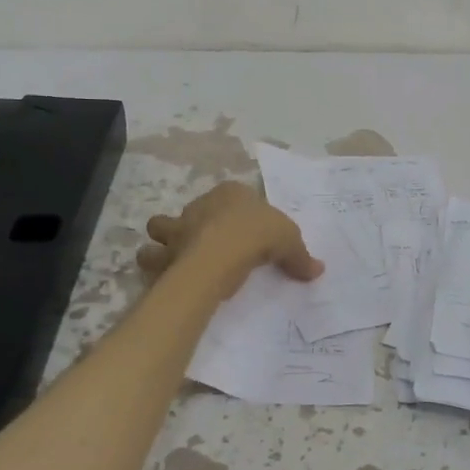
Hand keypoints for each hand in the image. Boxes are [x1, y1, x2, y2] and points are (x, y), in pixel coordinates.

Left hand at [137, 182, 323, 296]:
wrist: (221, 253)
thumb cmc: (256, 235)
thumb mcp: (290, 241)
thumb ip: (300, 255)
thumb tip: (317, 270)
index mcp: (230, 193)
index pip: (234, 195)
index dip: (239, 211)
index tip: (248, 231)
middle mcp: (199, 205)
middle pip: (195, 209)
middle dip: (196, 222)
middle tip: (210, 243)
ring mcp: (177, 227)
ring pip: (160, 227)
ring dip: (164, 241)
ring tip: (174, 257)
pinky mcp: (165, 252)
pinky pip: (153, 257)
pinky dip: (157, 266)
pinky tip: (167, 277)